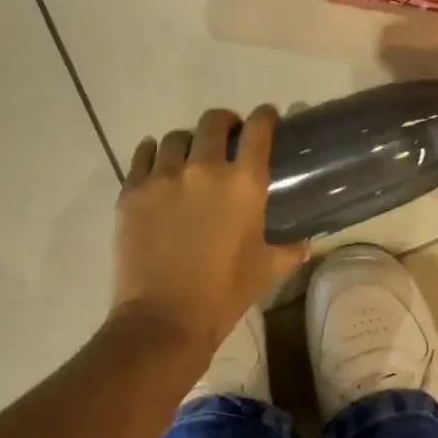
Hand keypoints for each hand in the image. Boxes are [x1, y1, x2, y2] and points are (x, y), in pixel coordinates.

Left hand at [112, 107, 306, 353]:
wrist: (163, 320)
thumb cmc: (223, 293)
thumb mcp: (266, 268)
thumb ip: (288, 248)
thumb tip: (306, 242)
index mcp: (244, 182)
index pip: (259, 128)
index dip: (265, 117)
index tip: (267, 118)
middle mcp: (204, 168)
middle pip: (213, 121)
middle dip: (225, 123)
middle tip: (227, 137)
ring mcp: (163, 177)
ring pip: (175, 137)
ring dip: (187, 142)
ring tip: (188, 157)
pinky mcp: (131, 192)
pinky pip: (143, 155)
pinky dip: (153, 154)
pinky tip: (158, 166)